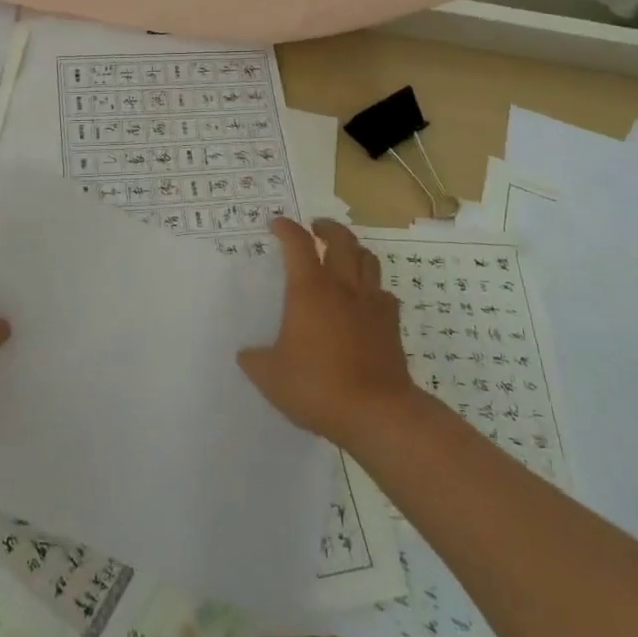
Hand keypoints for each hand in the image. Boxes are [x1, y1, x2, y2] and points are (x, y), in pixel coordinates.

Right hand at [238, 218, 416, 446]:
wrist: (377, 412)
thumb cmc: (317, 386)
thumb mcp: (271, 377)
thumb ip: (255, 360)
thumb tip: (246, 354)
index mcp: (309, 289)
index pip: (297, 243)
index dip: (286, 228)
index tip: (276, 224)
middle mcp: (342, 286)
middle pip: (341, 239)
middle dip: (326, 228)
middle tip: (315, 228)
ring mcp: (371, 303)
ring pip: (368, 259)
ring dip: (353, 250)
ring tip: (343, 255)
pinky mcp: (391, 323)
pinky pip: (384, 293)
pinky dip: (373, 288)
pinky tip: (366, 299)